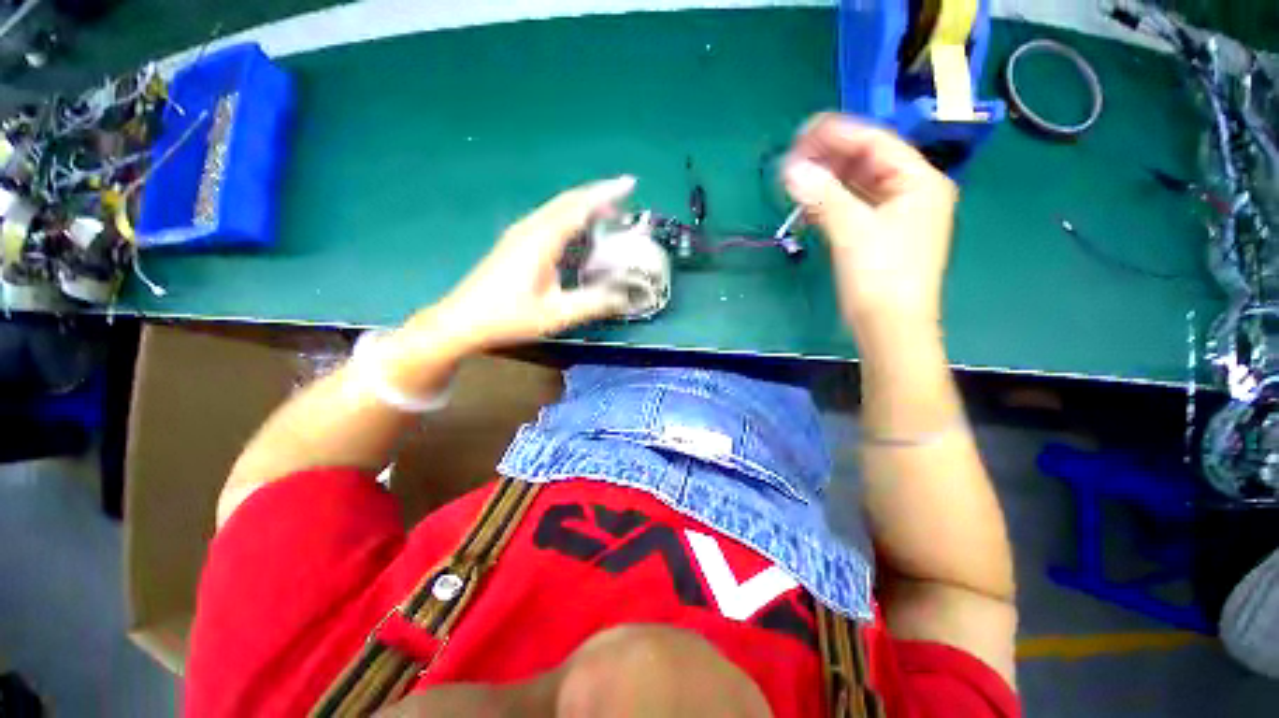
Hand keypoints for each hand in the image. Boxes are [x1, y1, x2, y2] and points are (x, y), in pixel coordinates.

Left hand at [407, 176, 634, 352]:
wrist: (462, 320)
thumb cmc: (508, 317)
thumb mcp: (556, 314)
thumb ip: (592, 303)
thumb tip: (623, 297)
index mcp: (541, 240)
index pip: (579, 207)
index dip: (606, 194)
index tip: (630, 184)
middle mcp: (530, 228)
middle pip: (567, 201)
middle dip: (597, 195)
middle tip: (624, 199)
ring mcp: (519, 233)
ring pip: (557, 208)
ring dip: (584, 206)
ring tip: (608, 214)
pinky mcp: (515, 242)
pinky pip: (549, 219)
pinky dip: (570, 218)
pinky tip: (578, 231)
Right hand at [783, 114, 956, 338]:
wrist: (890, 328)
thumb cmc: (881, 278)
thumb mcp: (852, 232)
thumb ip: (822, 196)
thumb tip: (790, 169)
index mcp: (919, 181)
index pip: (876, 143)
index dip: (837, 135)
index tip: (800, 133)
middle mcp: (911, 192)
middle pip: (867, 162)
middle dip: (829, 158)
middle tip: (792, 158)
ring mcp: (895, 215)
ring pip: (857, 185)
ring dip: (826, 180)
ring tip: (794, 177)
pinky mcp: (878, 235)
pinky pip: (853, 207)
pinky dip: (830, 202)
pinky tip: (808, 201)